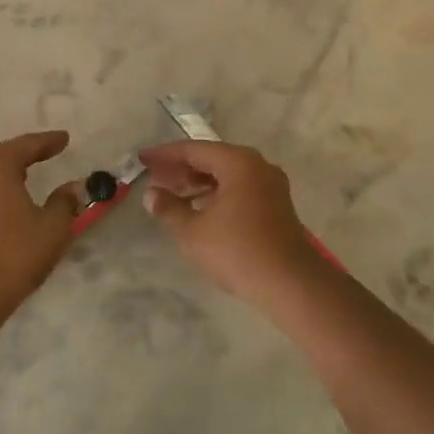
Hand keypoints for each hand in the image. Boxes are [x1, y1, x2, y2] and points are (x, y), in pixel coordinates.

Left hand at [0, 131, 82, 307]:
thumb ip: (65, 202)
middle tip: (47, 152)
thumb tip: (73, 188)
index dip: (49, 141)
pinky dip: (1, 192)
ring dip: (11, 174)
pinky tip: (12, 203)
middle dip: (27, 153)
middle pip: (4, 156)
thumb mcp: (52, 226)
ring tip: (30, 176)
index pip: (27, 145)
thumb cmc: (15, 251)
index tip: (65, 138)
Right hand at [138, 141, 322, 304]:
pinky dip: (216, 193)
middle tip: (154, 179)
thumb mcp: (193, 231)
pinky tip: (199, 209)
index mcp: (238, 162)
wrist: (290, 283)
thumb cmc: (237, 251)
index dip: (165, 154)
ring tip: (172, 195)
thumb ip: (169, 208)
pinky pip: (239, 187)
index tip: (143, 159)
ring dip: (198, 182)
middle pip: (212, 158)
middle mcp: (257, 165)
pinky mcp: (276, 204)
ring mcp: (270, 185)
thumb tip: (151, 194)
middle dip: (181, 168)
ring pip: (226, 174)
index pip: (193, 149)